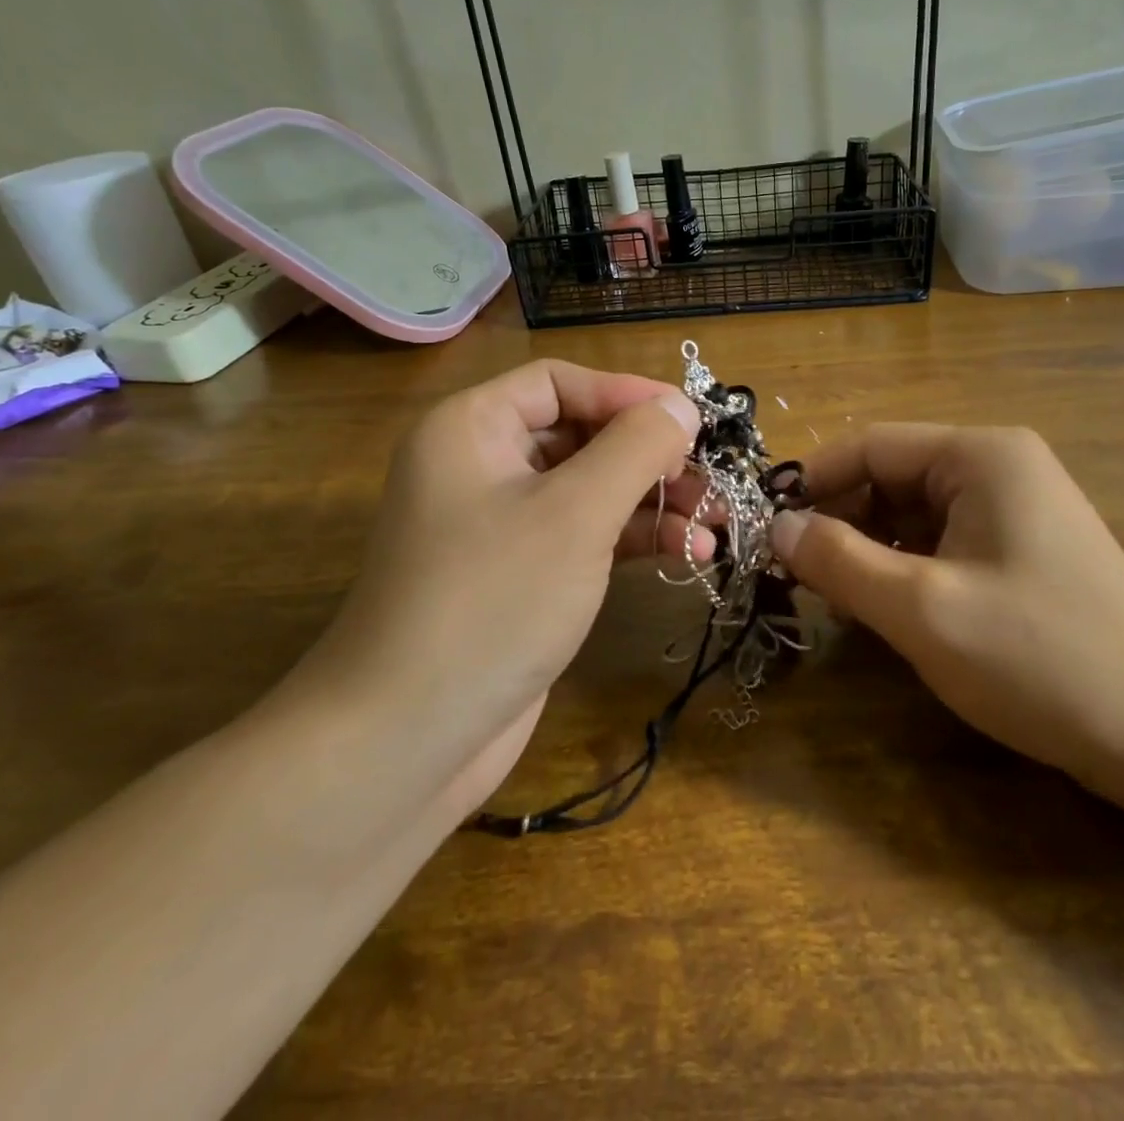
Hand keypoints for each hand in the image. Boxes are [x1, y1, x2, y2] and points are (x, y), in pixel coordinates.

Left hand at [281, 360, 703, 816]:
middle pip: (580, 434)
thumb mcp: (575, 513)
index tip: (691, 419)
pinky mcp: (523, 575)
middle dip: (649, 455)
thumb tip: (681, 405)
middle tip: (710, 477)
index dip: (627, 393)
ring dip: (653, 500)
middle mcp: (482, 465)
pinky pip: (585, 535)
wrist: (408, 740)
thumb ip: (635, 448)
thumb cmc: (492, 602)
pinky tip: (688, 553)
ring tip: (714, 521)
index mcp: (472, 428)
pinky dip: (633, 538)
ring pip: (590, 488)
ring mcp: (501, 525)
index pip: (560, 382)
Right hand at [769, 424, 1123, 786]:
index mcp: (979, 456)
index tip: (766, 528)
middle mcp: (996, 467)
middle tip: (795, 574)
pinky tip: (884, 611)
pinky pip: (939, 543)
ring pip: (910, 515)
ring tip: (835, 600)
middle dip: (839, 522)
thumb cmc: (1041, 656)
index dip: (811, 482)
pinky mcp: (1018, 551)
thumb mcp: (922, 609)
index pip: (870, 445)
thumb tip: (776, 528)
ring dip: (866, 551)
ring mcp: (1011, 509)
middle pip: (889, 477)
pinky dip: (902, 570)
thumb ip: (840, 562)